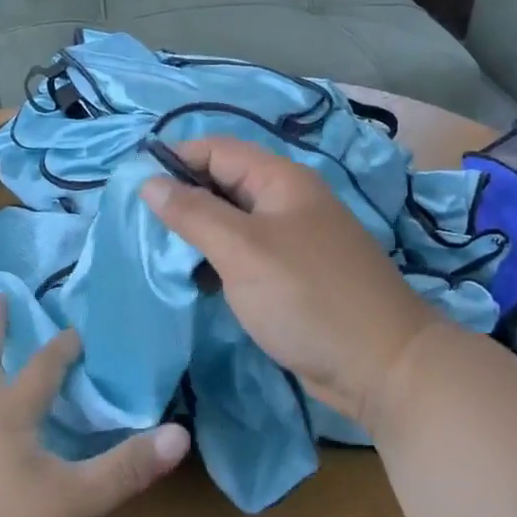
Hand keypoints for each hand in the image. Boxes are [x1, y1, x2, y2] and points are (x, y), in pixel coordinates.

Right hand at [141, 137, 442, 434]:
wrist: (383, 366)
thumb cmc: (308, 298)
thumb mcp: (243, 251)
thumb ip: (194, 213)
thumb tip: (150, 182)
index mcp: (281, 180)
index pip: (217, 149)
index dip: (175, 160)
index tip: (134, 188)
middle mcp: (288, 201)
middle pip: (224, 183)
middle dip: (183, 199)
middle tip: (140, 227)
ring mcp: (294, 240)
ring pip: (234, 222)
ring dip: (198, 233)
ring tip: (159, 255)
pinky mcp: (294, 275)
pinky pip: (247, 255)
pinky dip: (219, 262)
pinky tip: (195, 280)